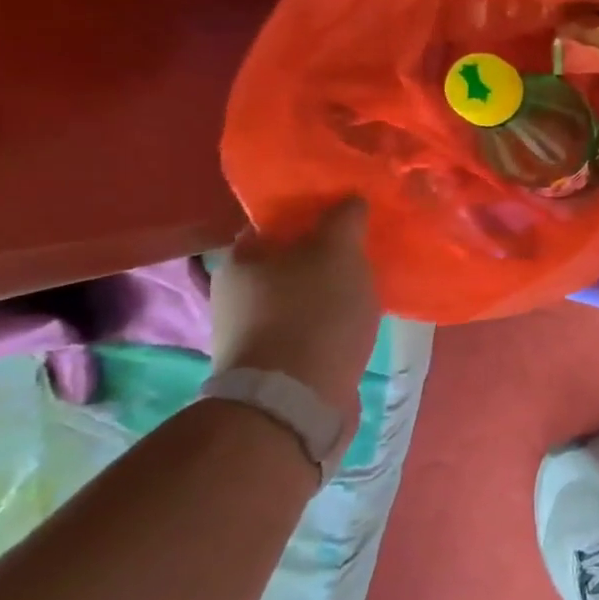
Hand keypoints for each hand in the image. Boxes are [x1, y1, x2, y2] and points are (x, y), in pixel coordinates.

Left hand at [210, 198, 377, 444]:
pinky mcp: (271, 366)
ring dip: (326, 293)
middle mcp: (234, 294)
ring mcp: (249, 333)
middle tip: (361, 254)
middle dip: (322, 257)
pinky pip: (305, 330)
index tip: (345, 218)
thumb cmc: (314, 312)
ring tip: (364, 291)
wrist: (296, 400)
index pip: (274, 222)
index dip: (311, 215)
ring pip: (296, 298)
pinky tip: (353, 326)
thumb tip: (350, 199)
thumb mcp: (338, 251)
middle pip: (286, 262)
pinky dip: (326, 324)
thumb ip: (345, 219)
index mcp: (241, 259)